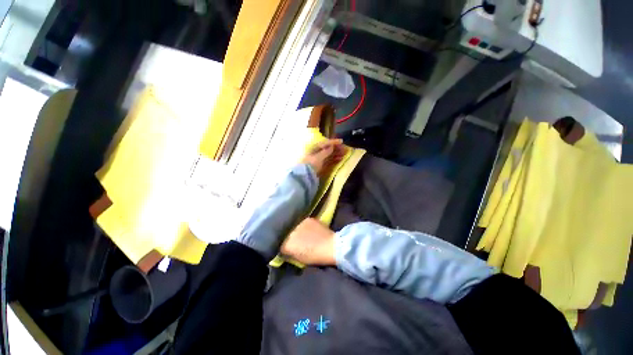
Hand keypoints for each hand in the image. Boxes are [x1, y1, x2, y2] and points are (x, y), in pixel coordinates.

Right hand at [281, 218, 335, 265]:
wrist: (331, 246)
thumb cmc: (315, 256)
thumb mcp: (299, 258)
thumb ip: (289, 253)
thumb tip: (286, 249)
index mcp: (287, 245)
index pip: (280, 245)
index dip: (284, 247)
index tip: (288, 249)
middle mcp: (290, 232)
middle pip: (286, 234)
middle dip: (289, 237)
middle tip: (295, 241)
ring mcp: (299, 224)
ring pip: (294, 227)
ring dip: (296, 230)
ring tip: (302, 234)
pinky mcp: (308, 219)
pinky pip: (302, 222)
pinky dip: (304, 226)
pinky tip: (309, 229)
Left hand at [301, 139, 345, 177]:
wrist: (305, 176)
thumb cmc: (311, 164)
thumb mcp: (318, 157)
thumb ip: (326, 152)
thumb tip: (332, 146)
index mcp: (314, 148)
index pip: (325, 143)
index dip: (333, 142)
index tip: (341, 141)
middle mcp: (317, 152)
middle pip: (328, 149)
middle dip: (336, 148)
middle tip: (345, 148)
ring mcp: (319, 159)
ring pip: (330, 154)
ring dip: (337, 153)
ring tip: (344, 153)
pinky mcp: (321, 165)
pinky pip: (329, 160)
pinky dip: (335, 159)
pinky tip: (340, 158)